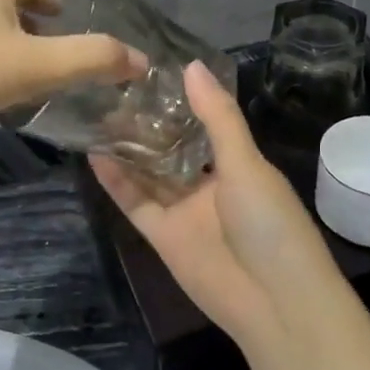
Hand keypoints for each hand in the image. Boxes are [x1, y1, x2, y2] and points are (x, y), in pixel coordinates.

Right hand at [91, 62, 340, 358]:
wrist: (275, 303)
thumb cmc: (270, 223)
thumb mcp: (246, 163)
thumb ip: (217, 118)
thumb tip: (191, 65)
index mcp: (237, 164)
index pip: (203, 123)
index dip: (179, 101)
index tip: (149, 71)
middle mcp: (208, 184)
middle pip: (170, 148)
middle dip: (146, 124)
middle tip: (111, 89)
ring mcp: (184, 211)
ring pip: (148, 174)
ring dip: (126, 149)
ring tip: (96, 114)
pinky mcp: (162, 237)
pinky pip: (135, 203)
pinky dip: (116, 181)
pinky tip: (94, 153)